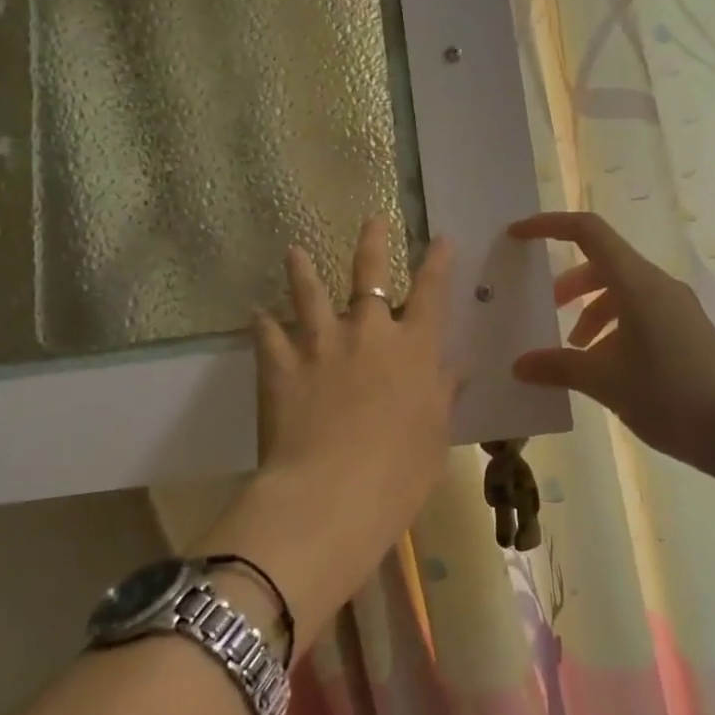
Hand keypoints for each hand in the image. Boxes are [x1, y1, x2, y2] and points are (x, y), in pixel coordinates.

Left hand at [200, 219, 457, 655]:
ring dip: (303, 270)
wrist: (330, 494)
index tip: (439, 238)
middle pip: (369, 276)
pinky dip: (262, 323)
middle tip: (372, 219)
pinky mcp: (281, 365)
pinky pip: (268, 335)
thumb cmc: (398, 471)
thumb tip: (458, 367)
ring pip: (310, 293)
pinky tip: (255, 313)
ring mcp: (320, 344)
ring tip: (294, 251)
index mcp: (413, 349)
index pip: (431, 293)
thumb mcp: (434, 434)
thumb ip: (443, 393)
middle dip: (373, 244)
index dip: (437, 262)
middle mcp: (367, 333)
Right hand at [509, 211, 714, 466]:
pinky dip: (613, 330)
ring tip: (574, 352)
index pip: (587, 232)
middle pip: (603, 263)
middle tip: (547, 311)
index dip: (548, 225)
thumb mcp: (605, 381)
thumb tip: (520, 365)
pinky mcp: (687, 332)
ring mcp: (676, 308)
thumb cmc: (671, 394)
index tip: (516, 236)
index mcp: (636, 282)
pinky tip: (605, 370)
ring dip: (591, 312)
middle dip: (569, 283)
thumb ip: (558, 367)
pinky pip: (639, 314)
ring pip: (621, 292)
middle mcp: (657, 285)